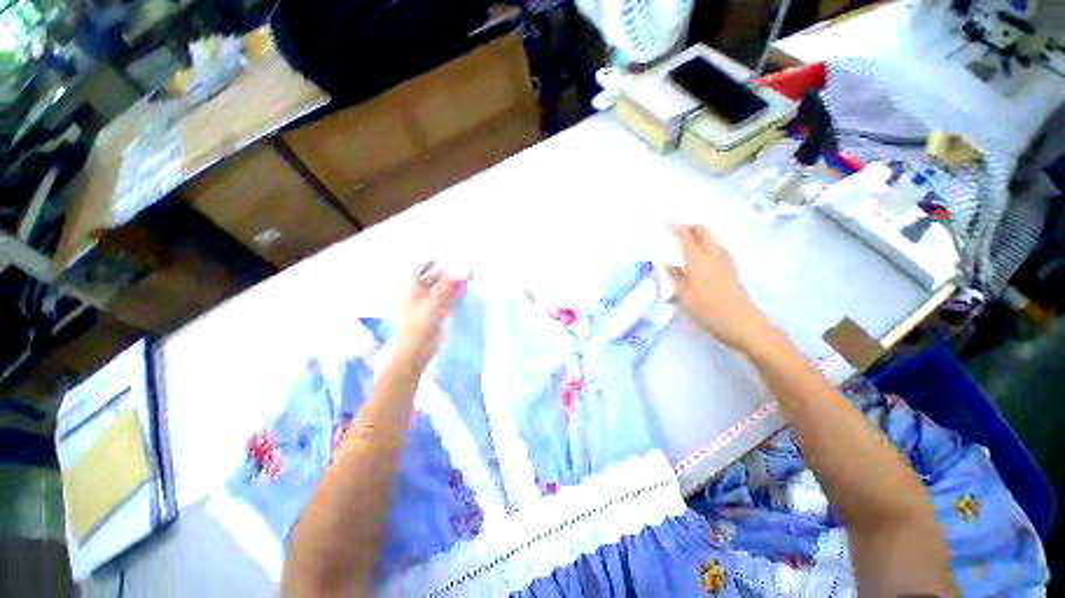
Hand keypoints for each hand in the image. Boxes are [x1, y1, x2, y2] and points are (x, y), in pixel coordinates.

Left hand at [393, 262, 466, 370]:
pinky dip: (452, 298)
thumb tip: (463, 272)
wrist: (415, 351)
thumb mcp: (433, 302)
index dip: (426, 264)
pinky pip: (444, 304)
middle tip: (459, 269)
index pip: (417, 273)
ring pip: (439, 293)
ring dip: (450, 286)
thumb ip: (448, 286)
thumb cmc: (419, 325)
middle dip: (444, 274)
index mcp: (411, 292)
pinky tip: (461, 295)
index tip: (437, 258)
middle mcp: (418, 298)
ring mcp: (426, 309)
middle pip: (430, 282)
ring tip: (464, 280)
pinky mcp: (435, 319)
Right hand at [665, 223, 772, 353]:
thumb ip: (674, 277)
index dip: (674, 226)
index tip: (664, 218)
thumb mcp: (684, 296)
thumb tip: (666, 263)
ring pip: (711, 239)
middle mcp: (714, 256)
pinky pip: (717, 248)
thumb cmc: (708, 311)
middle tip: (675, 227)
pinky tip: (701, 255)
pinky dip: (706, 245)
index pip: (685, 238)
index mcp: (699, 262)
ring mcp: (726, 262)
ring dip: (698, 234)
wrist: (742, 323)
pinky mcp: (732, 270)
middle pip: (703, 231)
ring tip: (685, 240)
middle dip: (689, 225)